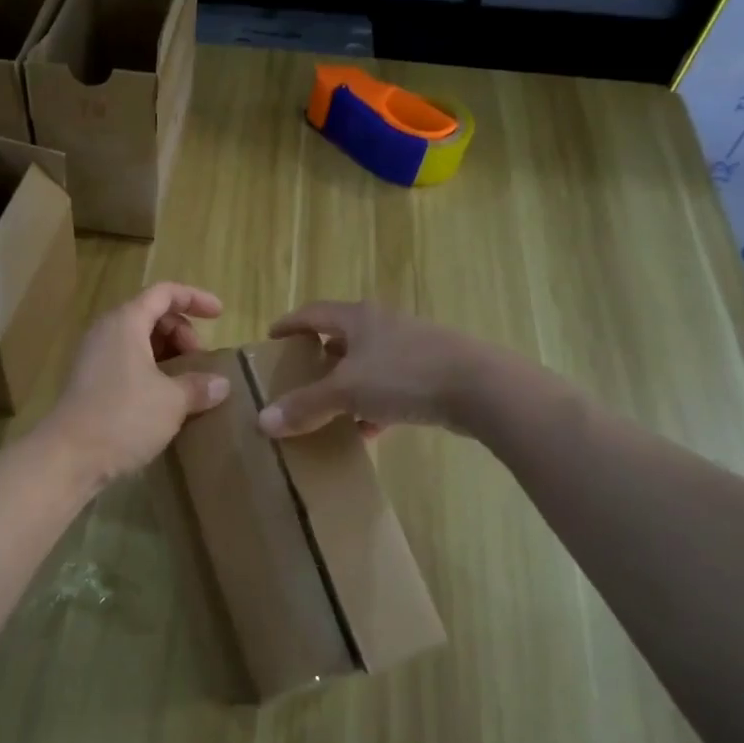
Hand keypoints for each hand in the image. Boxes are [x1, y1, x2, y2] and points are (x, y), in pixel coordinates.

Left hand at [44, 283, 231, 486]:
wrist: (68, 457)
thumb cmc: (123, 417)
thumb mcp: (172, 401)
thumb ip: (199, 386)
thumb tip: (221, 384)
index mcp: (125, 322)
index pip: (164, 293)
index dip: (194, 298)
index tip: (219, 315)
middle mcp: (106, 332)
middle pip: (151, 316)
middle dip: (182, 333)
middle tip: (200, 361)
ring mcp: (94, 358)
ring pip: (139, 342)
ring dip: (168, 355)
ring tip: (188, 382)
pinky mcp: (89, 383)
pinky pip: (127, 363)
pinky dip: (151, 372)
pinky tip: (165, 400)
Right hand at [257, 301, 485, 437]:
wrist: (481, 388)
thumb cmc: (405, 376)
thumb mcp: (346, 392)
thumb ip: (304, 406)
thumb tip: (262, 422)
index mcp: (358, 318)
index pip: (313, 313)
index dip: (289, 324)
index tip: (271, 338)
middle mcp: (383, 325)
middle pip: (341, 337)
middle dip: (319, 358)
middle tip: (298, 377)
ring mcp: (411, 347)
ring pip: (368, 364)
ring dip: (347, 385)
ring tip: (328, 408)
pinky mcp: (433, 372)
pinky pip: (392, 386)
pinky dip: (374, 404)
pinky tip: (368, 429)